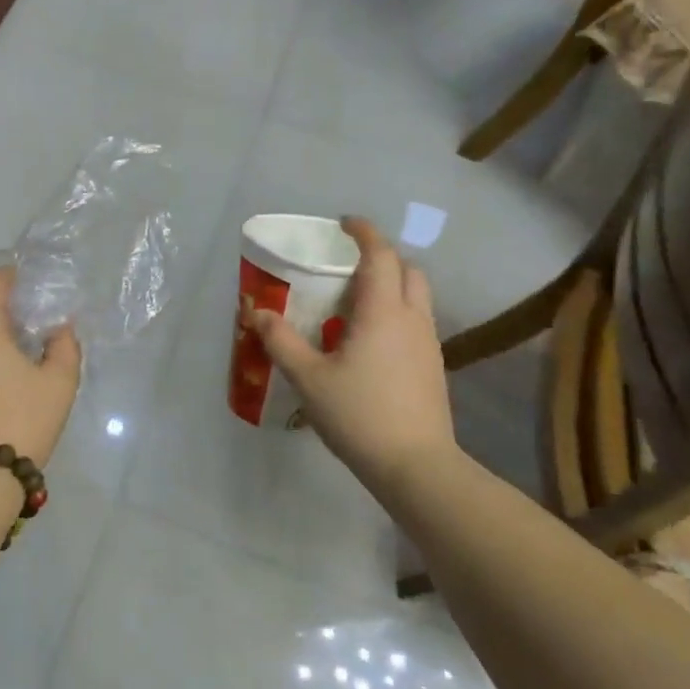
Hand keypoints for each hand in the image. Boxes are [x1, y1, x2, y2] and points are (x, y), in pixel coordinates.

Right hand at [248, 216, 459, 493]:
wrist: (415, 465)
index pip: (380, 254)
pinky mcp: (433, 366)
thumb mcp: (308, 378)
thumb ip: (281, 341)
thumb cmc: (359, 415)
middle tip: (348, 266)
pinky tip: (370, 341)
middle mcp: (412, 318)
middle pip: (408, 269)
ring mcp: (428, 343)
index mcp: (383, 311)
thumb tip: (256, 312)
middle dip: (382, 257)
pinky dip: (396, 312)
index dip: (364, 232)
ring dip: (391, 285)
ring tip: (355, 303)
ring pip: (417, 296)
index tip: (344, 223)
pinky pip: (416, 321)